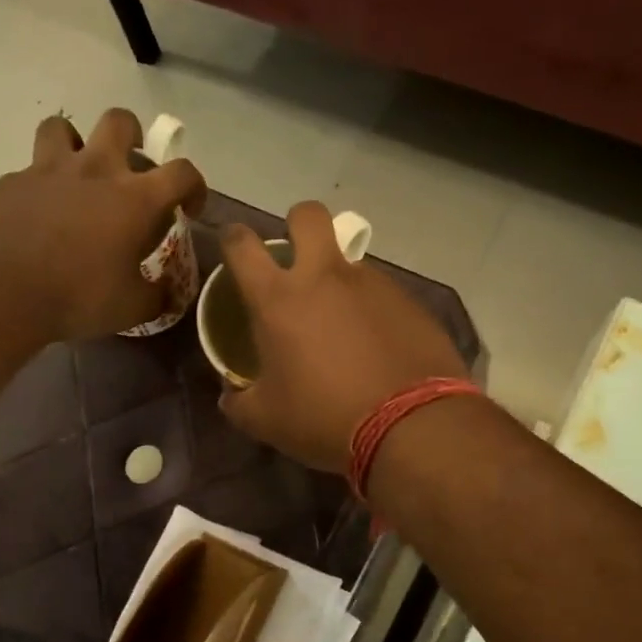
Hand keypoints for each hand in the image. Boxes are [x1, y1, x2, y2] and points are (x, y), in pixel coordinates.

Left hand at [0, 109, 205, 340]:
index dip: (194, 187)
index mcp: (135, 199)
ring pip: (64, 128)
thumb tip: (167, 293)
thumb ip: (156, 295)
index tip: (187, 209)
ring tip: (77, 174)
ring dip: (76, 144)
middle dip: (133, 136)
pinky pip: (30, 170)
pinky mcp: (11, 182)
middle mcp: (95, 170)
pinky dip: (40, 185)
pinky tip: (38, 215)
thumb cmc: (78, 297)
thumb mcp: (132, 308)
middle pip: (120, 121)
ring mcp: (48, 170)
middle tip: (130, 167)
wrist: (0, 292)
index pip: (182, 172)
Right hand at [217, 202, 468, 474]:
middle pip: (307, 215)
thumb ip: (239, 402)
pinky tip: (377, 347)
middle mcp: (325, 277)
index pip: (242, 244)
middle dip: (296, 225)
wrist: (411, 426)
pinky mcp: (409, 301)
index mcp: (279, 299)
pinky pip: (381, 292)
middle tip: (296, 259)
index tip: (234, 249)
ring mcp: (372, 284)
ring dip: (338, 280)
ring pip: (348, 259)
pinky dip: (372, 310)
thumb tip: (230, 396)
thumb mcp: (266, 421)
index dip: (232, 238)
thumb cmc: (324, 418)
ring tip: (343, 328)